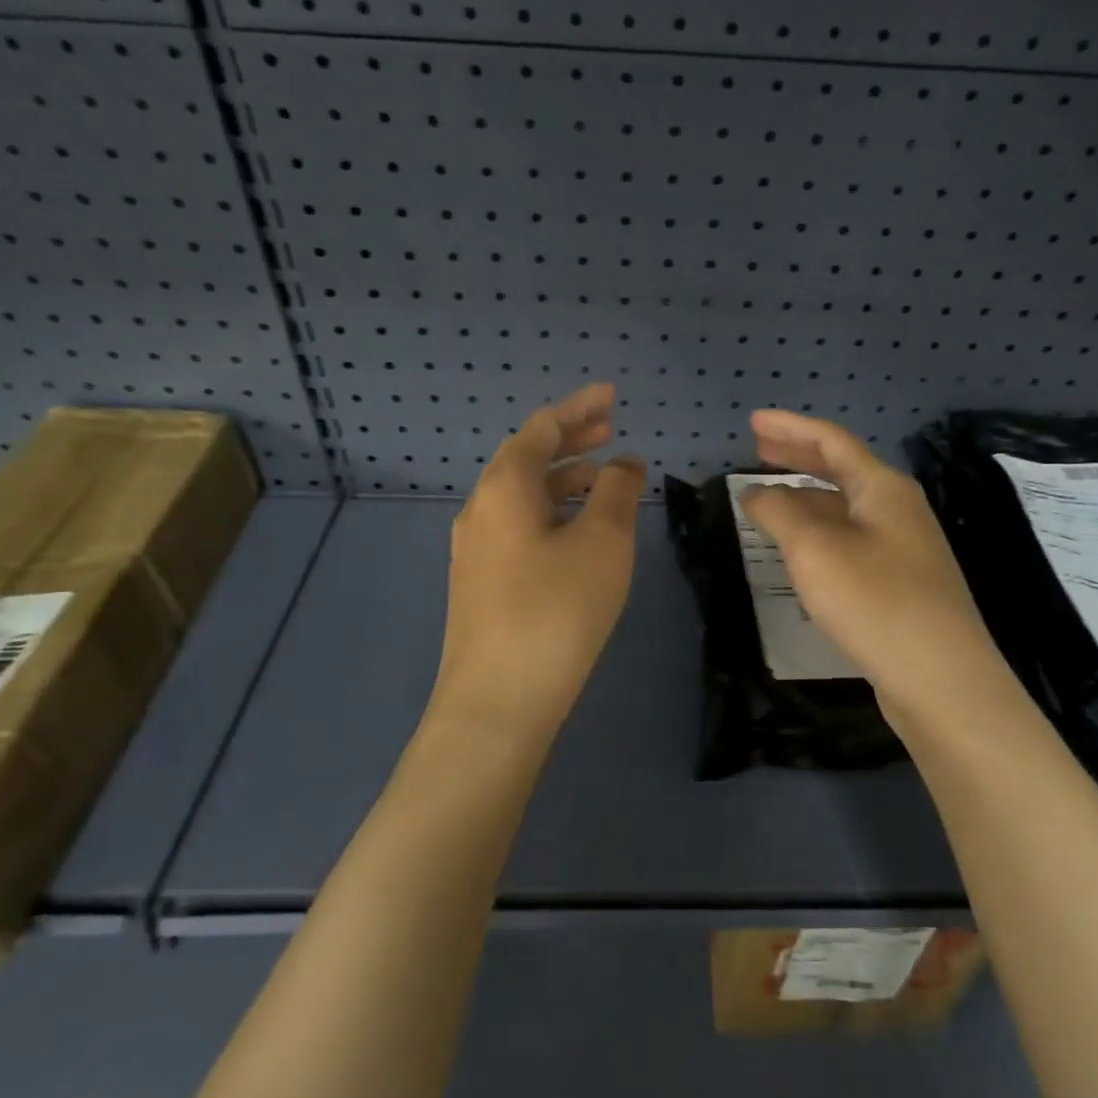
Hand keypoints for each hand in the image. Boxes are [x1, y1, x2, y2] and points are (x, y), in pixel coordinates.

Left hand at [426, 383, 646, 742]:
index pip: (542, 428)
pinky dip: (550, 511)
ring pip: (522, 495)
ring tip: (601, 476)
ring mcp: (475, 549)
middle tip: (610, 427)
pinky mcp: (480, 582)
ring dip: (561, 477)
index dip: (579, 407)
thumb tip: (622, 462)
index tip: (612, 395)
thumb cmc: (556, 611)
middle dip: (570, 439)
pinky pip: (518, 525)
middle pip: (527, 458)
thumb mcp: (602, 542)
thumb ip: (615, 491)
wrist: (497, 702)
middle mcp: (481, 509)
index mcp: (504, 487)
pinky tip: (575, 530)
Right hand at [739, 409, 1010, 722]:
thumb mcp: (814, 550)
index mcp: (883, 487)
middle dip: (797, 456)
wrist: (941, 678)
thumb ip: (779, 512)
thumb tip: (755, 491)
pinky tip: (801, 547)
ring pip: (846, 506)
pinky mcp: (900, 581)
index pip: (830, 441)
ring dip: (806, 495)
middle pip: (841, 469)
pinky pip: (851, 537)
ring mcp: (903, 545)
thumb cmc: (875, 601)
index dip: (789, 428)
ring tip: (770, 496)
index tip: (752, 422)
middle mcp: (898, 508)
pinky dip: (819, 530)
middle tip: (758, 449)